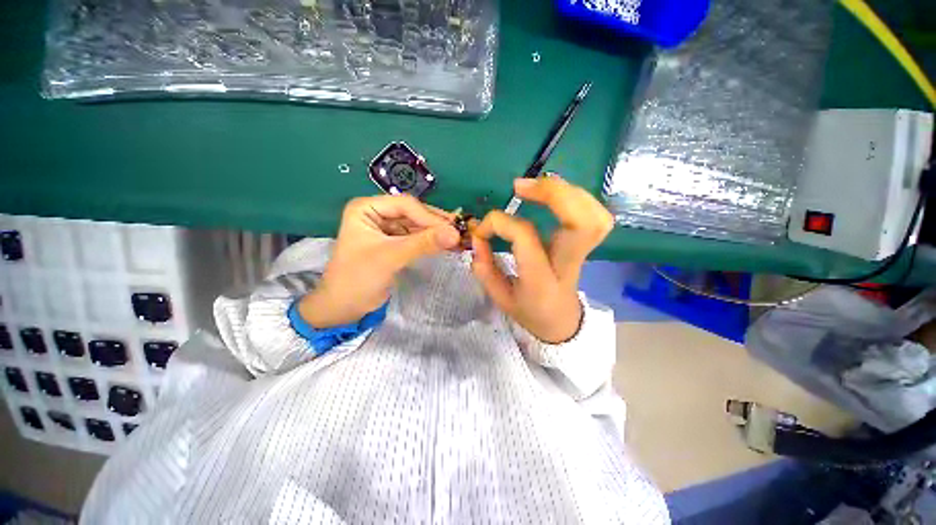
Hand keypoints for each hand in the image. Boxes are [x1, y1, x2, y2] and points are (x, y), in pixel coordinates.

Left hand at [298, 195, 459, 327]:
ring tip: (457, 238)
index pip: (405, 205)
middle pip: (413, 213)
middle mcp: (376, 213)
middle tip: (460, 231)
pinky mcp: (394, 243)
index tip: (452, 230)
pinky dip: (431, 241)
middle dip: (435, 223)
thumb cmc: (358, 278)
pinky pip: (416, 237)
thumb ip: (423, 243)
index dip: (429, 216)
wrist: (344, 307)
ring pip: (417, 225)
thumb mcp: (391, 257)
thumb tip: (455, 234)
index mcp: (366, 208)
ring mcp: (386, 228)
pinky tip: (446, 244)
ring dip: (436, 232)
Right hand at [471, 176, 613, 343]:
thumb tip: (478, 238)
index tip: (482, 230)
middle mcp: (568, 263)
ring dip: (567, 191)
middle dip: (553, 194)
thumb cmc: (529, 311)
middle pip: (581, 222)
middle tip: (520, 186)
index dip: (499, 223)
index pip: (525, 237)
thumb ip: (485, 269)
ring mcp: (583, 253)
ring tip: (538, 186)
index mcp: (541, 279)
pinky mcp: (587, 244)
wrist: (561, 322)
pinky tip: (556, 195)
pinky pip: (595, 215)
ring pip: (594, 215)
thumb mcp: (500, 298)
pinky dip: (577, 197)